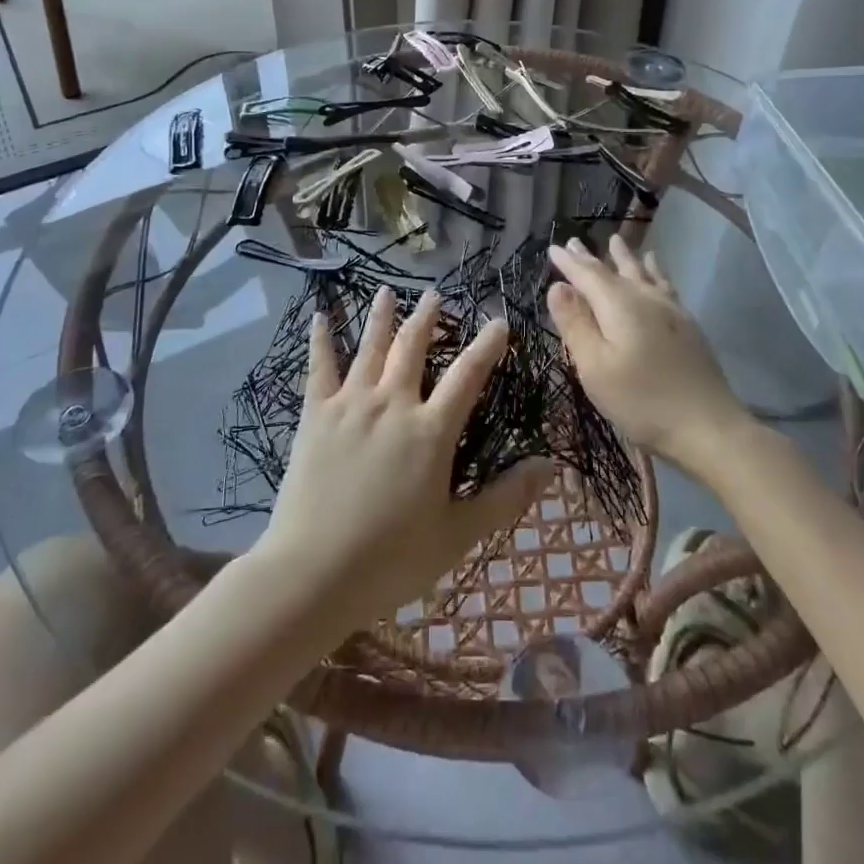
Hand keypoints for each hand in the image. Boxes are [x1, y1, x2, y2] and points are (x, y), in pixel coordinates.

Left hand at [255, 287, 554, 634]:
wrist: (312, 573)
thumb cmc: (391, 560)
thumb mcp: (458, 534)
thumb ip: (506, 497)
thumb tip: (551, 466)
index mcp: (431, 431)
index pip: (468, 375)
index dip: (487, 346)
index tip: (499, 322)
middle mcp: (393, 404)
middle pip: (414, 347)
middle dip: (428, 317)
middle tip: (436, 294)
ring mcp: (351, 404)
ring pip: (370, 347)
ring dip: (382, 316)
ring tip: (388, 291)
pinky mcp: (316, 415)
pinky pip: (319, 367)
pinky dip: (320, 339)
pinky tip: (319, 316)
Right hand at [546, 235, 749, 472]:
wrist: (708, 426)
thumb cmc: (642, 400)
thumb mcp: (595, 367)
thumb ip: (575, 324)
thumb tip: (557, 286)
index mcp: (619, 305)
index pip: (587, 275)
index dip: (569, 262)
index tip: (553, 248)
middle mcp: (645, 298)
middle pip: (615, 270)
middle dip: (593, 257)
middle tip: (576, 240)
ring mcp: (671, 309)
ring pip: (643, 273)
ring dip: (626, 257)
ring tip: (617, 242)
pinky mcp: (687, 324)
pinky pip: (665, 284)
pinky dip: (655, 271)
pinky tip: (657, 272)